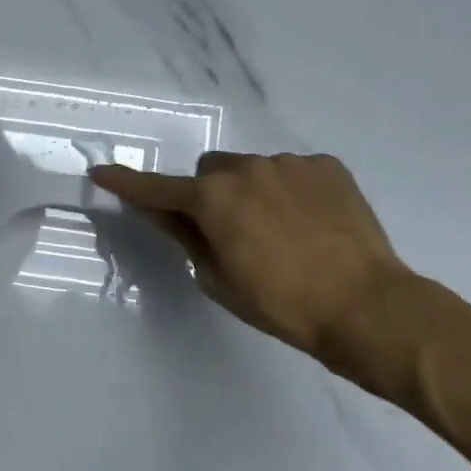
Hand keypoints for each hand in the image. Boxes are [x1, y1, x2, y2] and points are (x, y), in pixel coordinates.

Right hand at [89, 153, 409, 371]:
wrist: (369, 307)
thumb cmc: (282, 304)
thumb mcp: (219, 279)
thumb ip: (186, 237)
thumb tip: (163, 212)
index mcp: (212, 198)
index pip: (156, 188)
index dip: (126, 183)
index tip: (101, 172)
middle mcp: (246, 168)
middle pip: (209, 173)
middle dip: (209, 195)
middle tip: (230, 232)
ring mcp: (289, 163)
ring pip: (251, 169)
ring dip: (251, 191)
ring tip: (281, 232)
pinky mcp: (327, 166)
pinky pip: (292, 171)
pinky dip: (289, 191)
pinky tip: (311, 223)